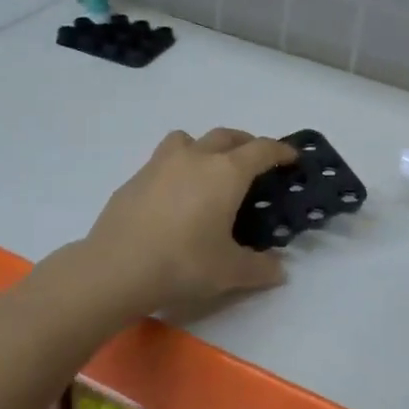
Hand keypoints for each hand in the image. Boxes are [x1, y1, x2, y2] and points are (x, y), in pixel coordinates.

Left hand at [82, 128, 297, 316]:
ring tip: (208, 169)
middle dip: (245, 143)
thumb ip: (260, 268)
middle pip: (226, 136)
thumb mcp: (230, 272)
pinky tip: (174, 196)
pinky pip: (163, 160)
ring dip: (205, 146)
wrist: (116, 267)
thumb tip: (280, 270)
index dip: (280, 150)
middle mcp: (196, 158)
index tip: (291, 156)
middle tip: (254, 162)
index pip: (261, 150)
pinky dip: (177, 167)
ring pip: (189, 139)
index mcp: (226, 173)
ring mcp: (160, 164)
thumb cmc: (183, 263)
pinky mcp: (135, 178)